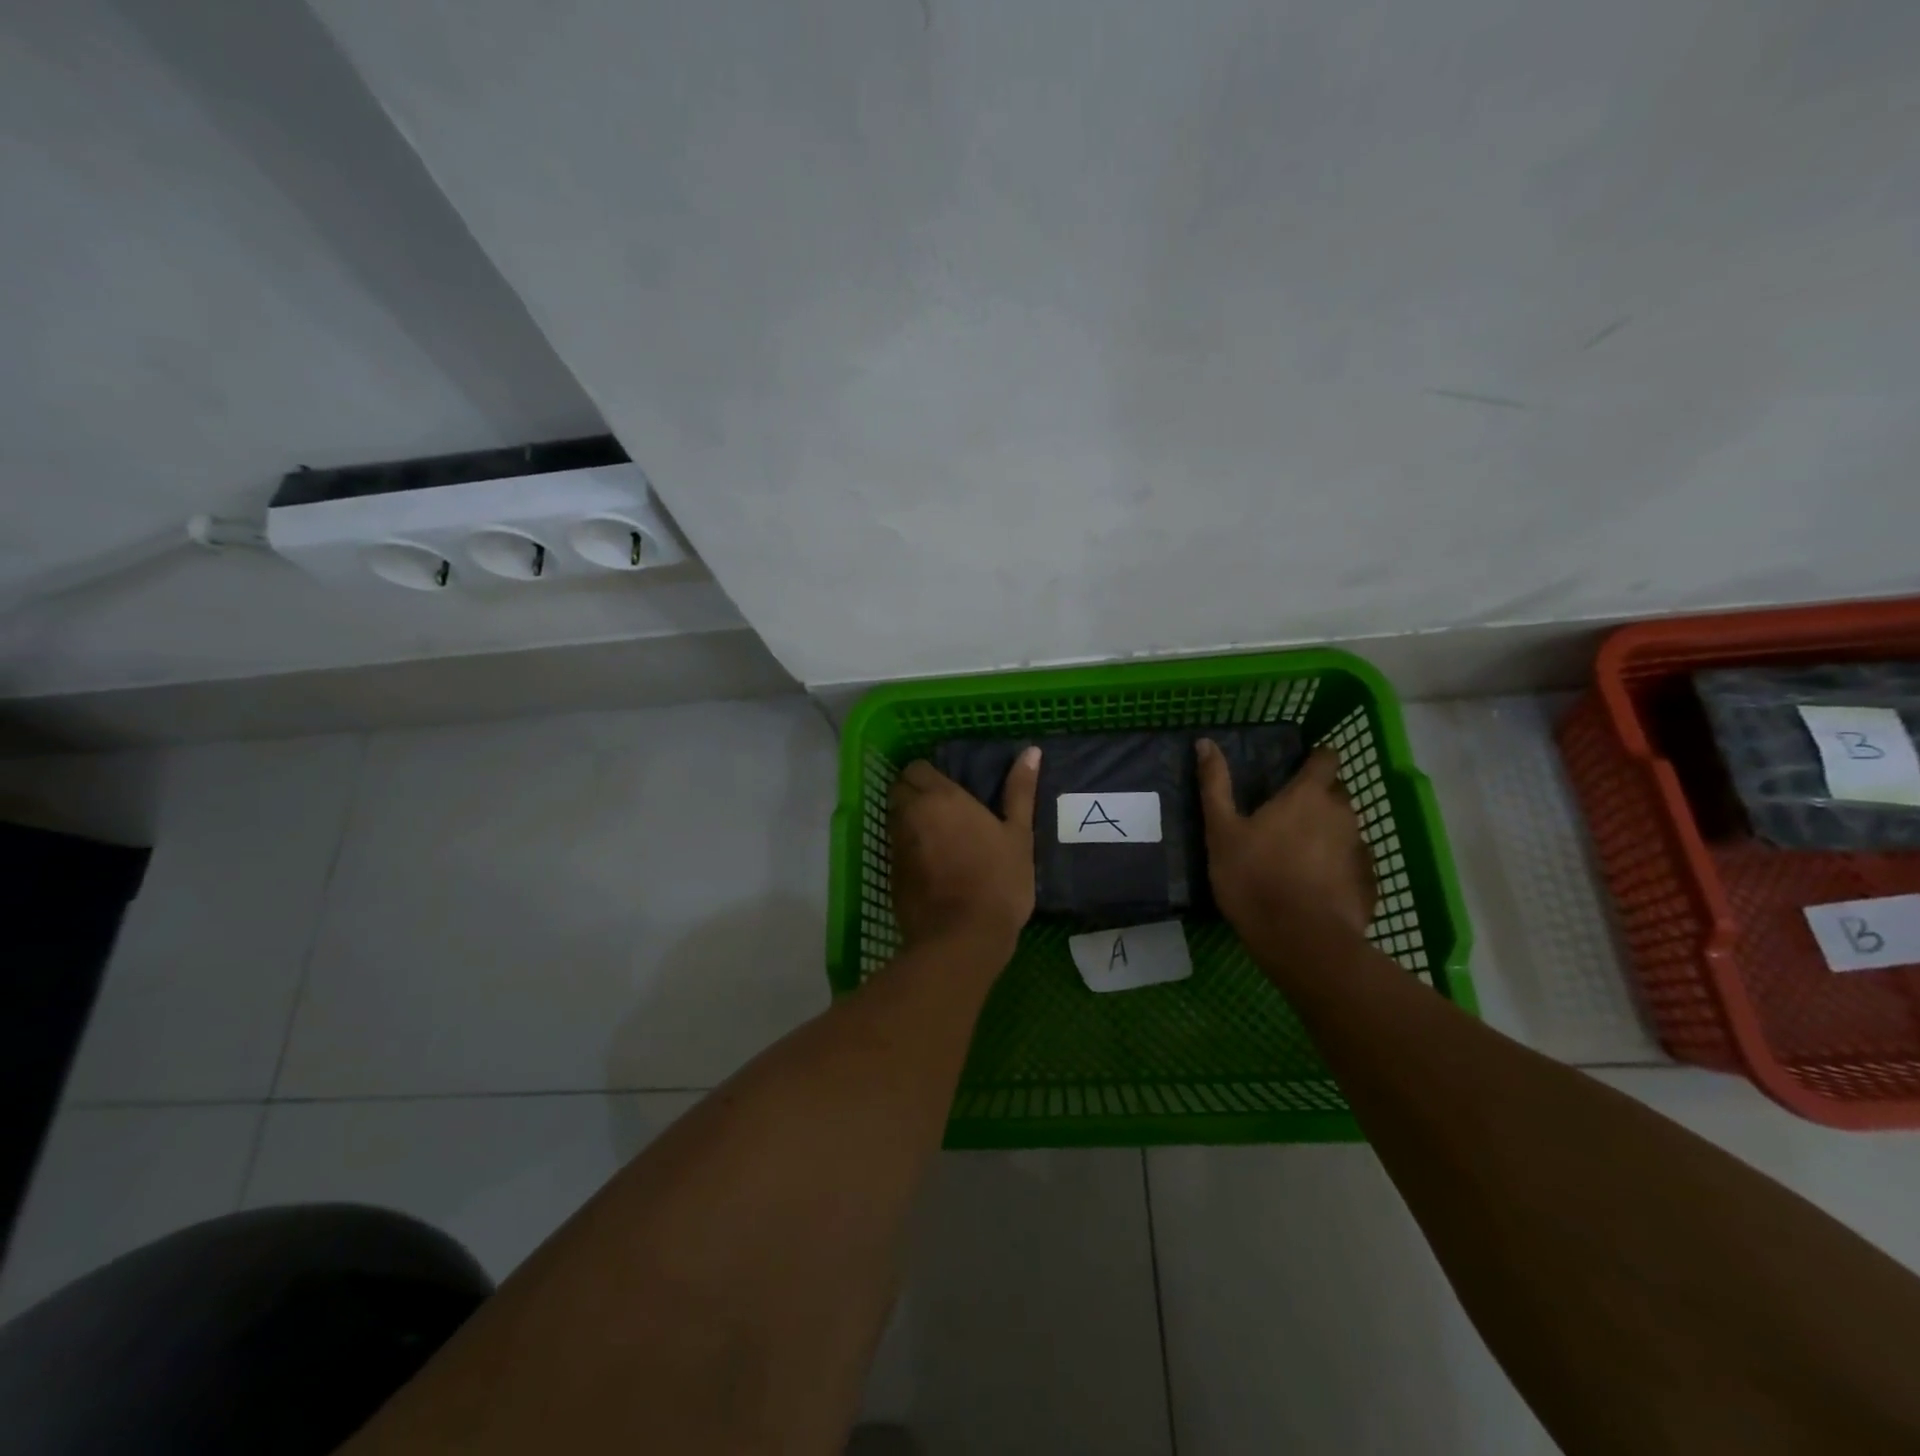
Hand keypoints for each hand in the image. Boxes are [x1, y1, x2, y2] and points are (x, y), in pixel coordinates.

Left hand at [889, 748, 1040, 953]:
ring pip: (894, 818)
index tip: (950, 788)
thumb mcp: (1019, 835)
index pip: (917, 768)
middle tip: (943, 809)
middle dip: (914, 792)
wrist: (962, 938)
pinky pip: (895, 848)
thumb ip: (1020, 791)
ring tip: (938, 835)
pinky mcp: (892, 874)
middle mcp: (912, 814)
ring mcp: (898, 845)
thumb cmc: (998, 882)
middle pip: (900, 789)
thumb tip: (1031, 751)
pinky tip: (931, 864)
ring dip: (909, 819)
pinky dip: (908, 849)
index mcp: (942, 798)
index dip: (929, 774)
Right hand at [1195, 740, 1375, 940]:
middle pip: (1336, 793)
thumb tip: (1205, 742)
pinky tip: (1317, 884)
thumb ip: (1215, 785)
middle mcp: (1341, 814)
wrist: (1301, 940)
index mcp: (1307, 796)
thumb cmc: (1254, 878)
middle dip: (1319, 797)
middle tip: (1288, 814)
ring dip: (1328, 832)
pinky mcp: (1368, 882)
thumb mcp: (1221, 831)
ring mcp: (1360, 849)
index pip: (1325, 759)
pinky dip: (1338, 865)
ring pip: (1346, 828)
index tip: (1300, 765)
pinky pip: (1353, 863)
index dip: (1316, 757)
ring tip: (1300, 852)